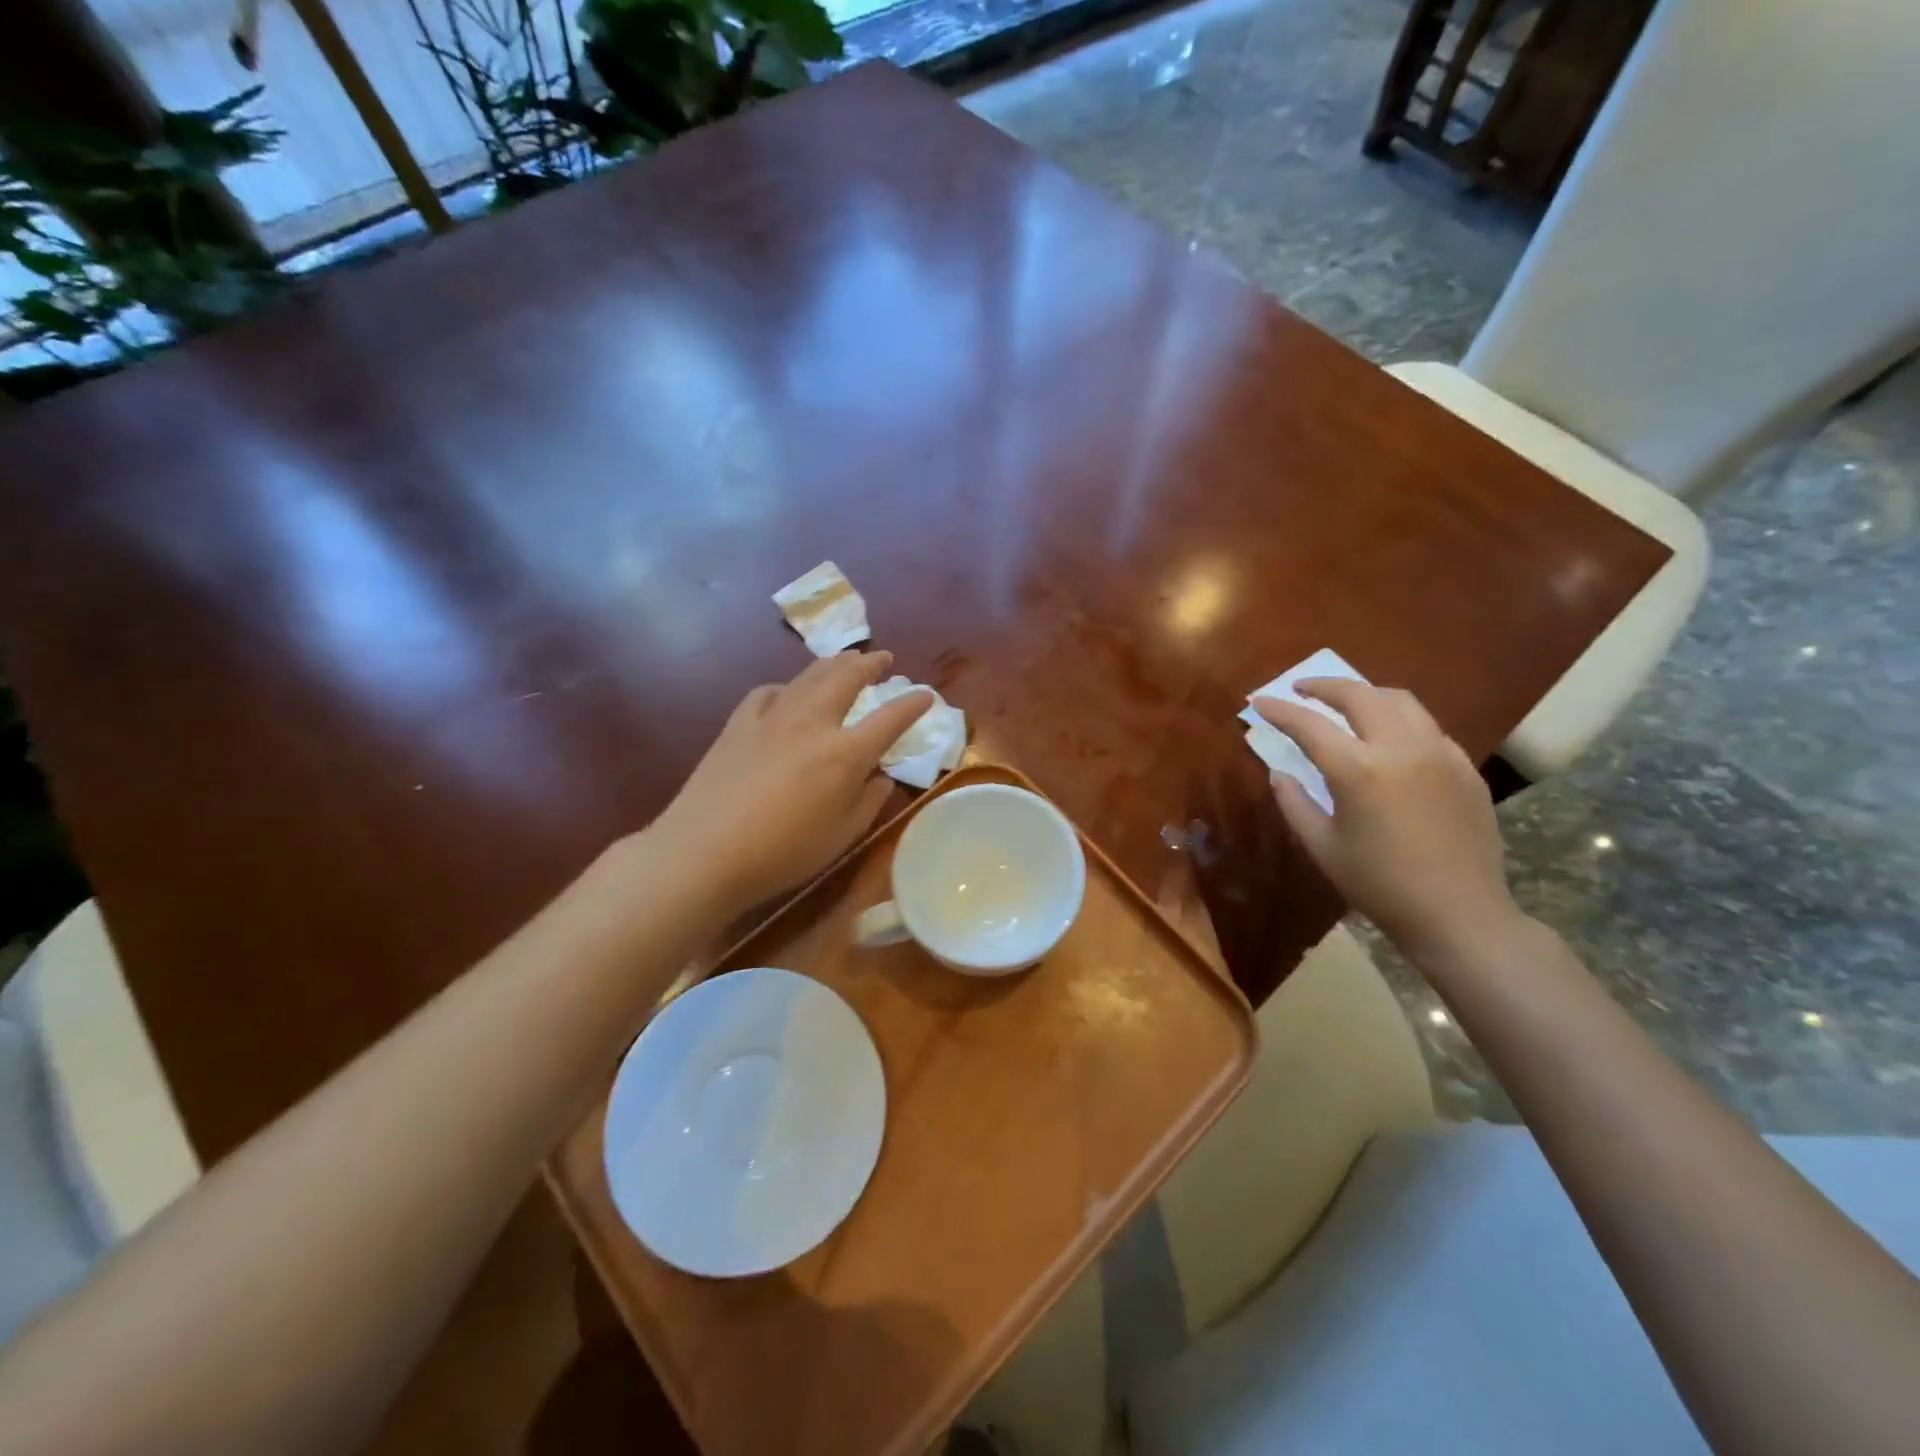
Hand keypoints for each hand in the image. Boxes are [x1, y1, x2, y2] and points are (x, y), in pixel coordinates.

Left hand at [649, 652, 933, 911]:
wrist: (705, 851)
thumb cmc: (783, 853)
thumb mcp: (842, 836)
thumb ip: (868, 801)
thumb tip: (880, 777)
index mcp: (846, 753)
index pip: (890, 718)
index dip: (913, 704)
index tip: (927, 695)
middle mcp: (813, 723)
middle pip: (846, 678)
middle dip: (870, 664)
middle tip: (883, 658)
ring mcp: (773, 718)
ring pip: (809, 676)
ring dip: (833, 663)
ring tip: (845, 659)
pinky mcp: (739, 724)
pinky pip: (769, 693)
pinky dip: (788, 687)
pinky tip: (787, 693)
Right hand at [1253, 680, 1518, 957]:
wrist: (1458, 913)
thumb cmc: (1378, 884)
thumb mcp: (1322, 846)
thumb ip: (1294, 803)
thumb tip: (1280, 773)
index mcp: (1358, 770)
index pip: (1308, 724)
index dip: (1279, 710)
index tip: (1259, 702)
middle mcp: (1400, 748)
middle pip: (1359, 695)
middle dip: (1324, 686)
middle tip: (1301, 689)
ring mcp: (1440, 753)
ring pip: (1401, 701)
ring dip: (1366, 694)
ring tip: (1346, 703)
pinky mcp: (1466, 767)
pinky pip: (1428, 727)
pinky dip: (1400, 720)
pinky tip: (1390, 739)